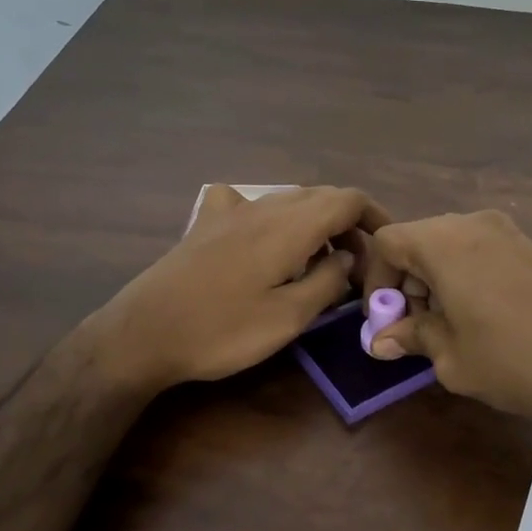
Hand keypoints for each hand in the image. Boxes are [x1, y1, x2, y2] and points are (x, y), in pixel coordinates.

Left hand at [86, 185, 389, 393]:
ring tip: (321, 262)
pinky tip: (264, 239)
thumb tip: (349, 257)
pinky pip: (250, 204)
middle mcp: (264, 206)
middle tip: (357, 266)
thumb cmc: (222, 331)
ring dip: (315, 223)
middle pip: (321, 196)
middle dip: (348, 224)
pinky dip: (273, 217)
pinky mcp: (206, 225)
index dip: (376, 216)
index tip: (388, 247)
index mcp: (290, 225)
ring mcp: (230, 212)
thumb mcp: (288, 317)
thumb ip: (327, 282)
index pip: (348, 199)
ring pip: (288, 200)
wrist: (143, 334)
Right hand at [364, 210, 531, 432]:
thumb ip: (412, 338)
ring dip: (437, 283)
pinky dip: (467, 278)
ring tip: (450, 330)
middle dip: (408, 284)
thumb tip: (381, 340)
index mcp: (442, 242)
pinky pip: (481, 253)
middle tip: (417, 330)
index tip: (385, 321)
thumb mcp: (451, 356)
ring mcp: (507, 232)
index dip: (376, 281)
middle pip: (419, 242)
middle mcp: (472, 224)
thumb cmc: (512, 358)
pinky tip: (484, 319)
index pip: (387, 243)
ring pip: (451, 248)